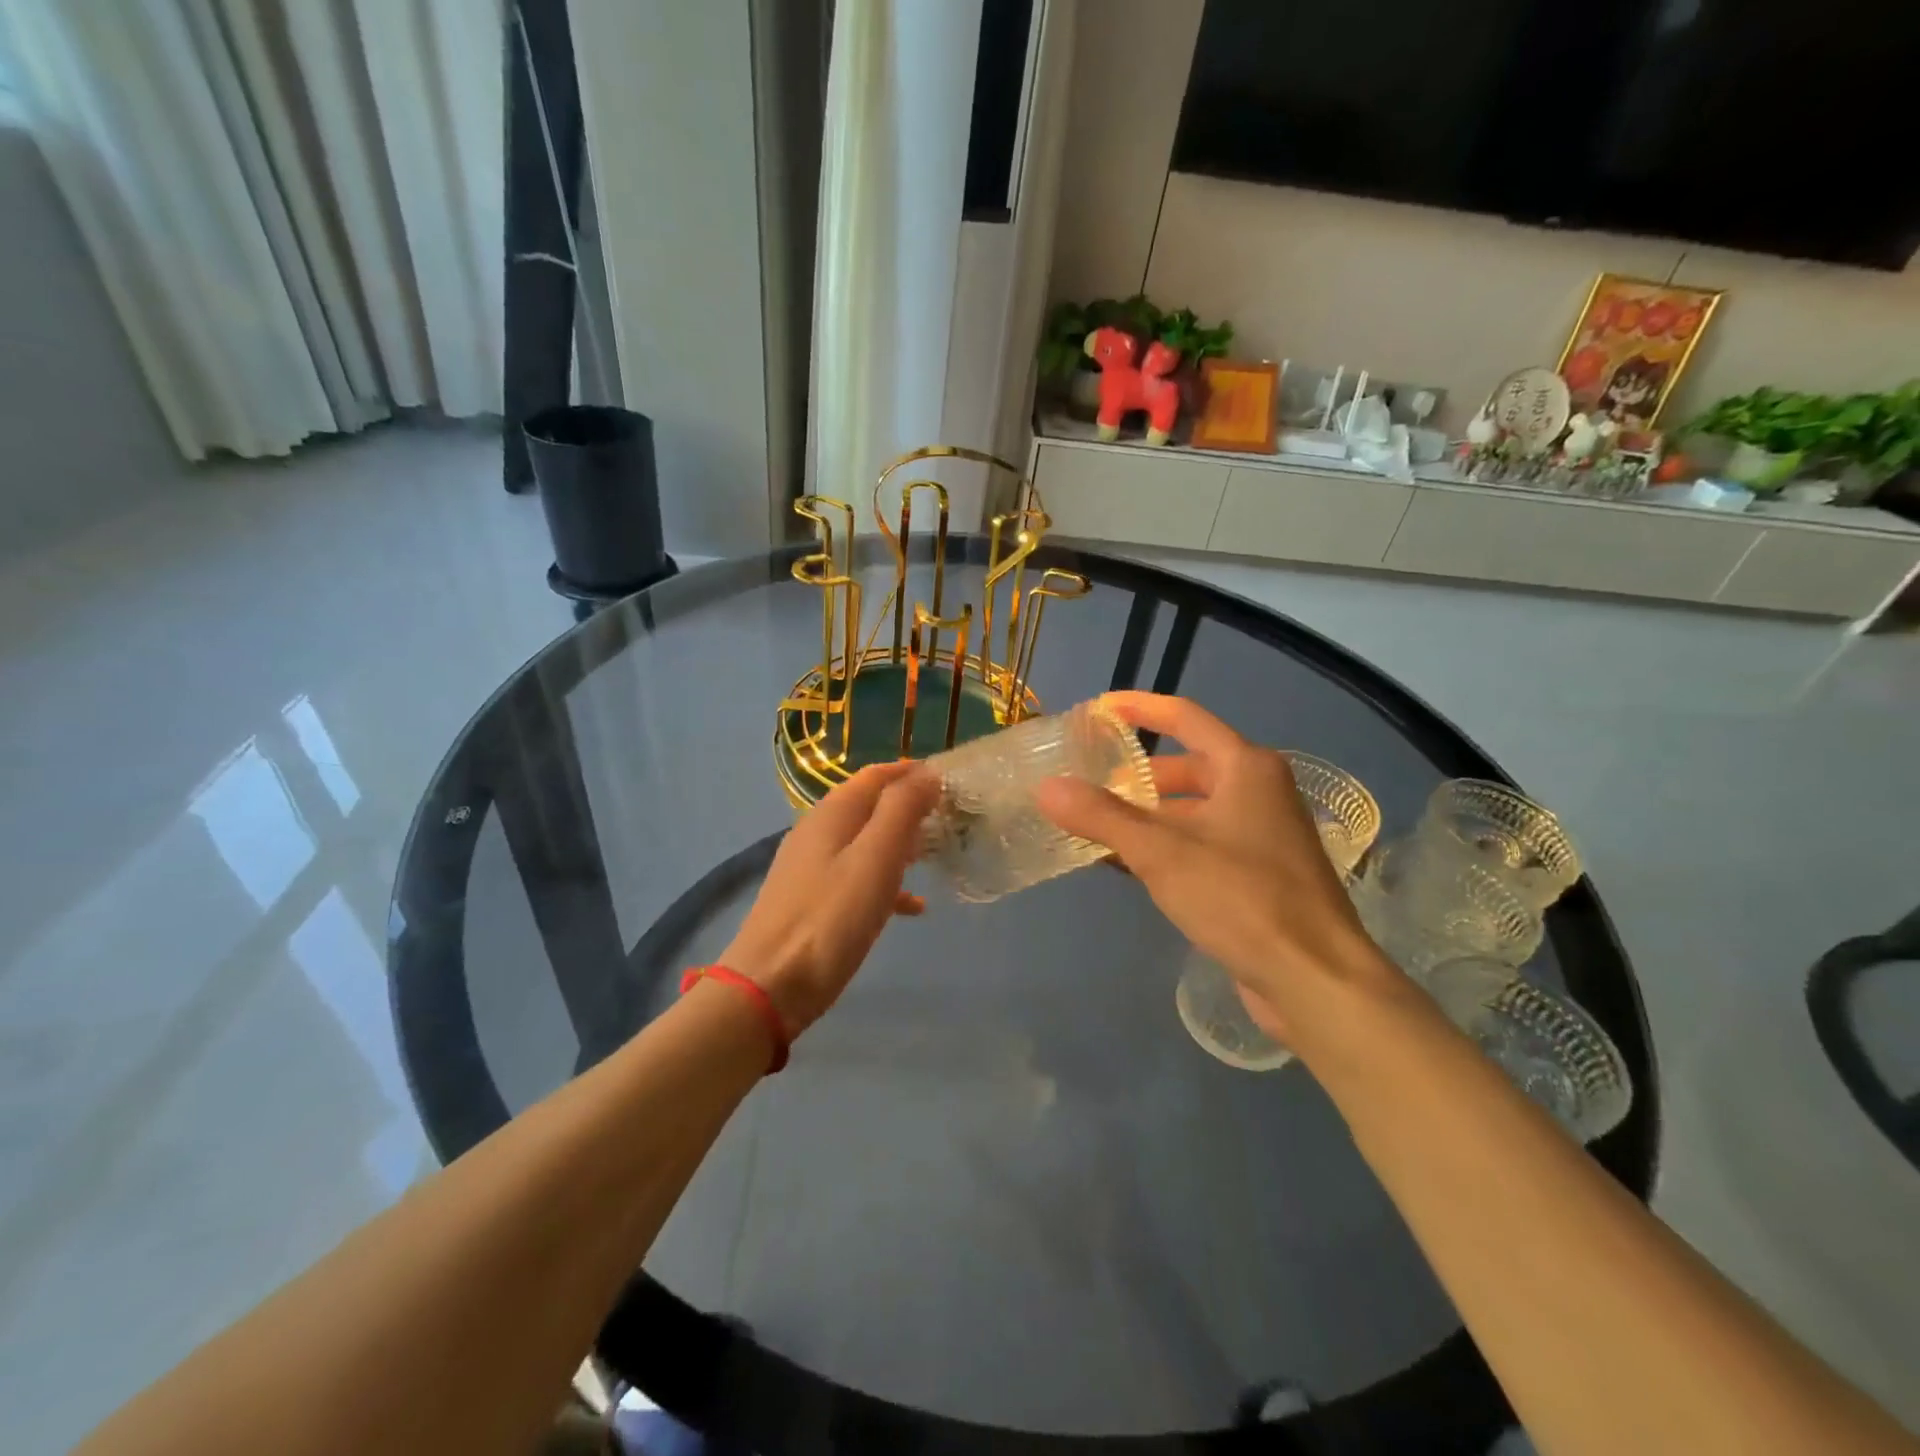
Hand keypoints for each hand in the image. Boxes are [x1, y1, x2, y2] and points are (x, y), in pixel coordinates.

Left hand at [720, 761, 939, 1035]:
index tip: (952, 781)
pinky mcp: (811, 899)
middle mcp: (818, 830)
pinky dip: (886, 881)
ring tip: (938, 856)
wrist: (770, 985)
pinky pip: (856, 877)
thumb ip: (902, 810)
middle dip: (911, 808)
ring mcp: (811, 866)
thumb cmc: (831, 918)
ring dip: (901, 843)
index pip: (878, 775)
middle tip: (952, 820)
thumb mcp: (876, 858)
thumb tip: (927, 773)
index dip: (914, 773)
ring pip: (866, 841)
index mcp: (833, 813)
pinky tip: (912, 906)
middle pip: (871, 806)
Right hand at [1036, 693, 1395, 1046]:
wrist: (1316, 979)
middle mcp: (1260, 791)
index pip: (1185, 718)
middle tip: (1090, 780)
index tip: (1098, 709)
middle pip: (1189, 767)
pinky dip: (1167, 846)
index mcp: (1246, 768)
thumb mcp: (1162, 852)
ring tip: (1099, 824)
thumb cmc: (1242, 898)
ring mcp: (1264, 835)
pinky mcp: (1261, 875)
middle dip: (1139, 774)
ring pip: (1195, 809)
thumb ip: (1101, 816)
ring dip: (1149, 815)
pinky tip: (1130, 865)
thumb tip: (1046, 787)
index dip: (1140, 708)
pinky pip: (1203, 844)